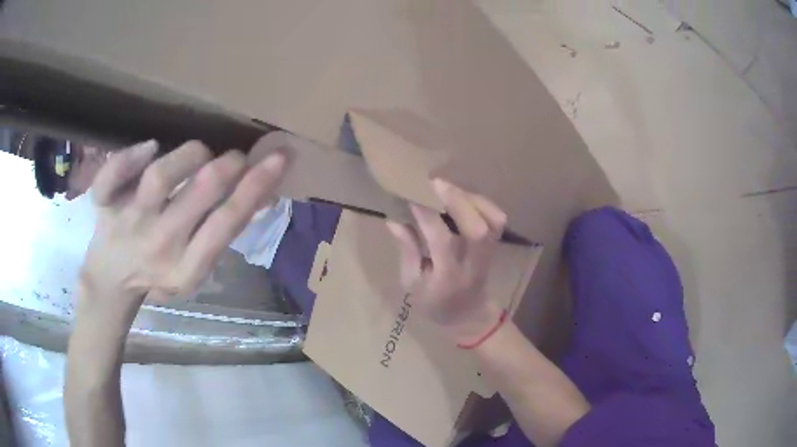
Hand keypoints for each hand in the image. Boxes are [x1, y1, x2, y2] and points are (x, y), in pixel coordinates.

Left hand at [78, 140, 286, 320]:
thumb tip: (264, 192)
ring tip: (200, 153)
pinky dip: (129, 157)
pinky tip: (150, 148)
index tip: (279, 157)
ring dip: (189, 155)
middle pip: (199, 193)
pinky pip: (112, 176)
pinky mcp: (104, 205)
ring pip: (160, 177)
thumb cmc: (158, 272)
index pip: (227, 222)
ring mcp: (128, 223)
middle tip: (236, 158)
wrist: (111, 280)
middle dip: (228, 165)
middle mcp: (158, 245)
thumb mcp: (195, 267)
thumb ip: (223, 232)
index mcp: (187, 268)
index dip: (256, 185)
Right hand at [386, 179, 506, 344]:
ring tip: (450, 188)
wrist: (469, 315)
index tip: (412, 199)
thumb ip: (407, 251)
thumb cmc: (435, 304)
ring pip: (493, 221)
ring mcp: (490, 255)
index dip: (427, 217)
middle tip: (436, 183)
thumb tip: (394, 220)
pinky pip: (496, 219)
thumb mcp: (412, 285)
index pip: (442, 242)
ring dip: (473, 199)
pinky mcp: (495, 246)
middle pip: (478, 229)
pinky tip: (463, 197)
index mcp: (449, 278)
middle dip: (458, 201)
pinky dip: (482, 203)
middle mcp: (474, 265)